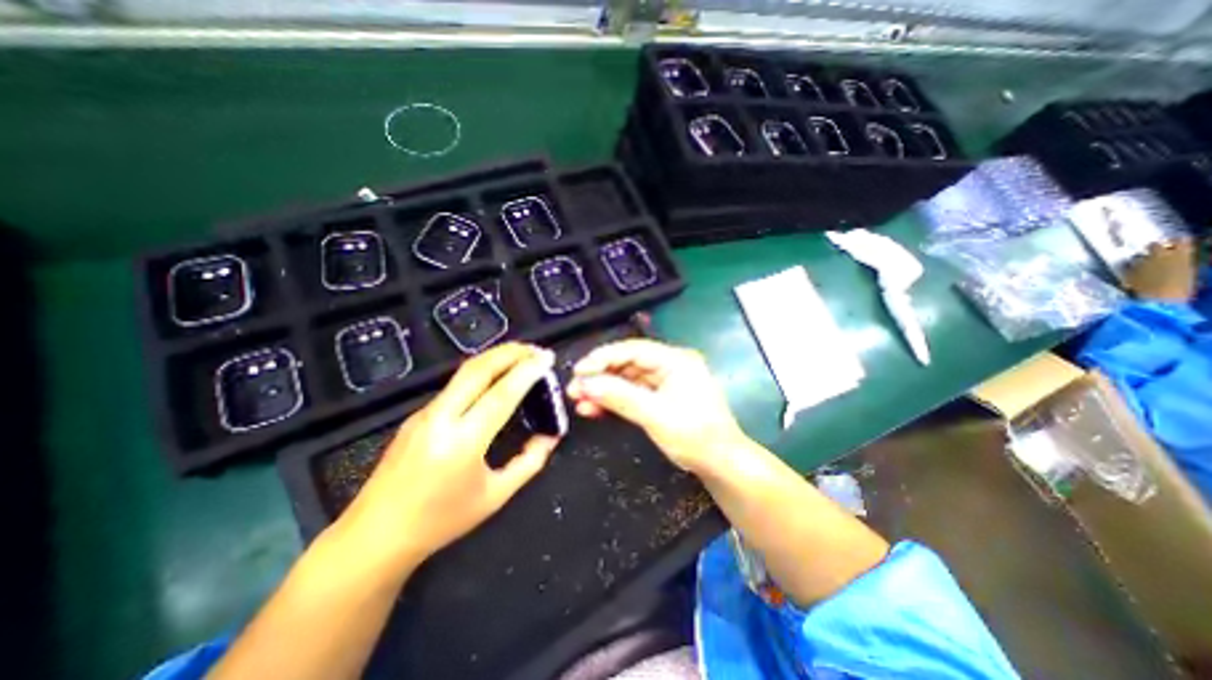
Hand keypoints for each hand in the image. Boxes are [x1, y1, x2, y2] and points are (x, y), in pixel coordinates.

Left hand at [328, 340, 557, 567]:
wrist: (375, 536)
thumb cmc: (440, 521)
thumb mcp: (495, 496)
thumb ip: (529, 462)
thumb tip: (551, 436)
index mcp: (462, 443)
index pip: (501, 395)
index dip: (527, 372)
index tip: (547, 359)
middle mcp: (440, 419)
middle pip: (478, 369)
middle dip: (510, 352)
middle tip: (536, 349)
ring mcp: (425, 413)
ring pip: (464, 371)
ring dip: (495, 357)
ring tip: (521, 355)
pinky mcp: (417, 414)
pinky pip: (455, 384)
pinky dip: (482, 371)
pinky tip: (495, 376)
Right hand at [567, 338, 749, 475]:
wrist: (721, 464)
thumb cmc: (695, 436)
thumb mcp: (655, 415)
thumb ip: (620, 397)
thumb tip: (585, 384)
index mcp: (675, 360)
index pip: (633, 350)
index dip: (603, 358)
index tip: (579, 371)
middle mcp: (670, 365)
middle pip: (628, 363)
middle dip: (600, 376)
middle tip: (574, 388)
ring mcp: (664, 382)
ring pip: (627, 379)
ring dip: (604, 390)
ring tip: (579, 401)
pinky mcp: (660, 398)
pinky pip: (632, 394)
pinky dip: (614, 400)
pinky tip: (594, 408)